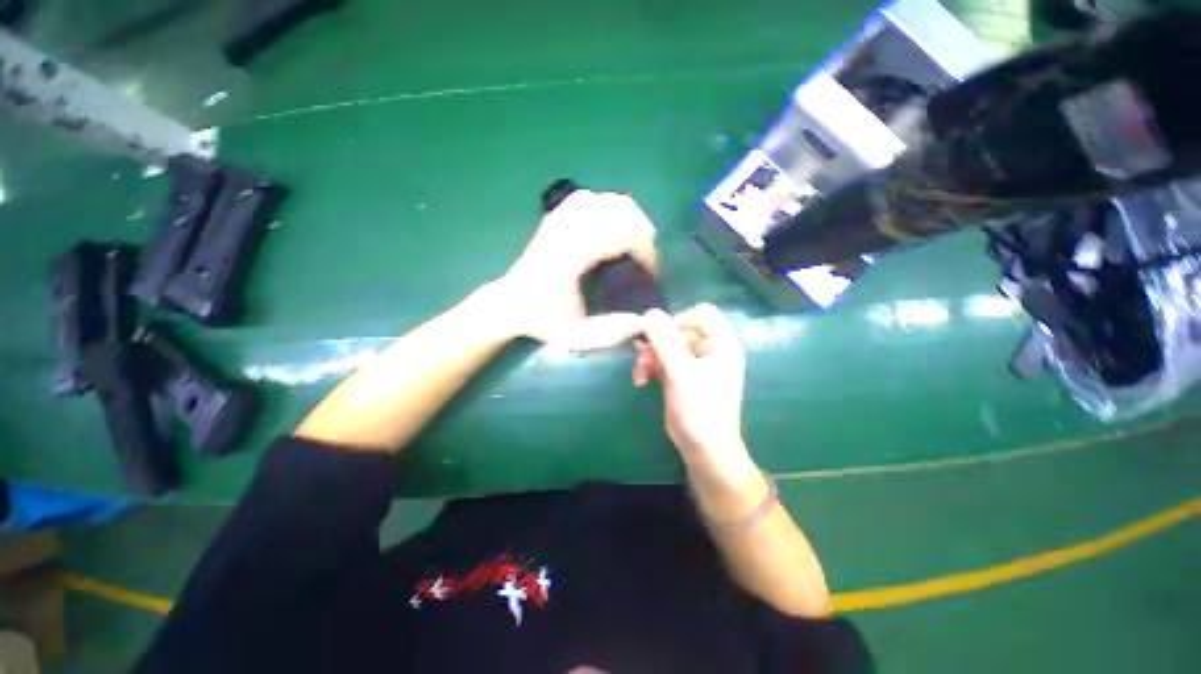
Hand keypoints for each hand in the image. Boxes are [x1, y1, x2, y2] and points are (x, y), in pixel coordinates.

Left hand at [497, 190, 656, 349]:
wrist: (510, 304)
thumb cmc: (541, 319)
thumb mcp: (574, 334)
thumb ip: (608, 332)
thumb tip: (643, 322)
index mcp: (573, 254)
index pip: (623, 234)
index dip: (645, 250)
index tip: (649, 272)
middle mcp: (568, 229)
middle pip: (621, 210)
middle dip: (642, 232)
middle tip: (645, 258)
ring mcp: (560, 218)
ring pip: (608, 199)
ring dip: (628, 218)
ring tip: (633, 243)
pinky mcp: (556, 216)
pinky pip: (590, 198)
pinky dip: (607, 207)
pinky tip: (610, 227)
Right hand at [635, 304, 753, 483]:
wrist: (704, 449)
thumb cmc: (700, 410)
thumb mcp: (681, 373)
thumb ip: (666, 342)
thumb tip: (649, 313)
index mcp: (722, 344)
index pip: (703, 313)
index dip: (681, 319)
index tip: (664, 335)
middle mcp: (710, 350)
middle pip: (680, 329)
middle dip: (659, 342)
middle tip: (643, 357)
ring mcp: (694, 364)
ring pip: (668, 345)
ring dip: (650, 355)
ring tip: (640, 371)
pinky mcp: (681, 376)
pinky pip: (663, 360)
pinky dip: (650, 367)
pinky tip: (640, 380)